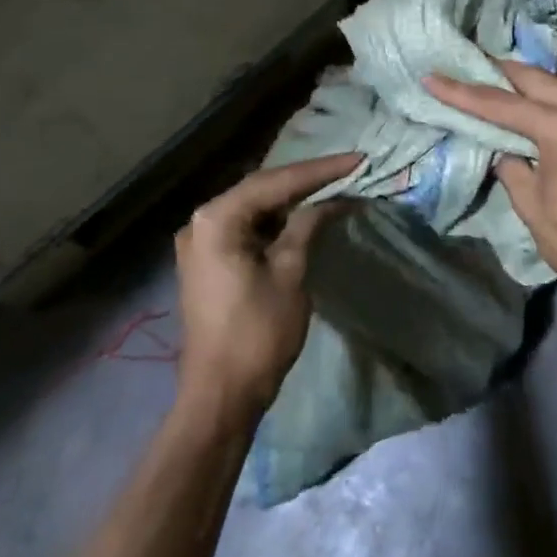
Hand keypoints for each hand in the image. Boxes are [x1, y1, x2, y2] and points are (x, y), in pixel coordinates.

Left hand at [174, 152, 358, 421]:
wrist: (220, 396)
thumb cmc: (257, 333)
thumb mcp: (290, 272)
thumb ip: (307, 226)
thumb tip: (332, 200)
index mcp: (216, 219)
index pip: (275, 183)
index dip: (319, 171)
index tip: (356, 160)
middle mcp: (201, 221)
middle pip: (261, 189)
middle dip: (305, 180)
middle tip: (347, 169)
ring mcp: (200, 242)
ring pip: (254, 207)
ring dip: (291, 199)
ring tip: (332, 185)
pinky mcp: (208, 261)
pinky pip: (245, 227)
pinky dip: (275, 221)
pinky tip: (303, 214)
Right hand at [424, 62, 556, 333]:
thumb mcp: (534, 209)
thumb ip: (513, 167)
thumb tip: (505, 149)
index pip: (504, 105)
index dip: (464, 93)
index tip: (433, 77)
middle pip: (537, 80)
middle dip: (499, 73)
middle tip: (466, 64)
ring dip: (528, 85)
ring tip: (495, 79)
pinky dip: (555, 102)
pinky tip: (536, 105)